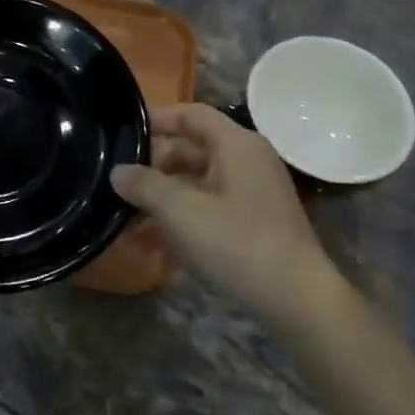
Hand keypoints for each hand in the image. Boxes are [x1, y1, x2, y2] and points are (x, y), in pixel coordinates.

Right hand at [111, 104, 342, 321]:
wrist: (296, 299)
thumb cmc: (237, 243)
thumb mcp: (181, 211)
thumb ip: (144, 185)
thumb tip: (118, 171)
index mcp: (236, 144)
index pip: (191, 115)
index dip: (156, 119)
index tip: (123, 134)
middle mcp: (247, 161)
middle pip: (190, 151)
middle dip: (152, 171)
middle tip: (119, 189)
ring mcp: (252, 193)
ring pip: (196, 185)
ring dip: (162, 202)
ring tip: (128, 225)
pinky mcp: (253, 222)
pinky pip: (208, 209)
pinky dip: (182, 222)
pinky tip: (155, 250)